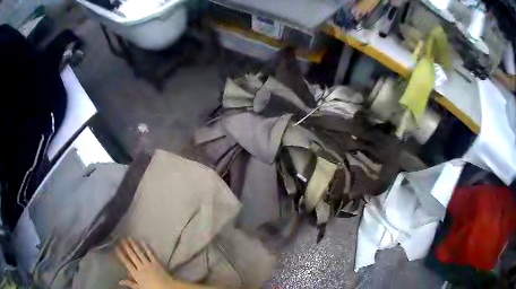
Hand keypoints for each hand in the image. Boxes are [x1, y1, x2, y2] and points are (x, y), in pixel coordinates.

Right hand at [115, 238, 174, 288]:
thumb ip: (130, 284)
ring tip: (130, 238)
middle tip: (122, 239)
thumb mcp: (139, 288)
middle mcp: (141, 267)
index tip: (116, 247)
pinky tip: (143, 242)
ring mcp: (149, 264)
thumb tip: (119, 281)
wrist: (167, 288)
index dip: (121, 254)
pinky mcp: (157, 263)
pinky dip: (147, 247)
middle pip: (132, 255)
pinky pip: (151, 254)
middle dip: (126, 247)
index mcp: (136, 274)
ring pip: (140, 253)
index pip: (126, 262)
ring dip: (134, 245)